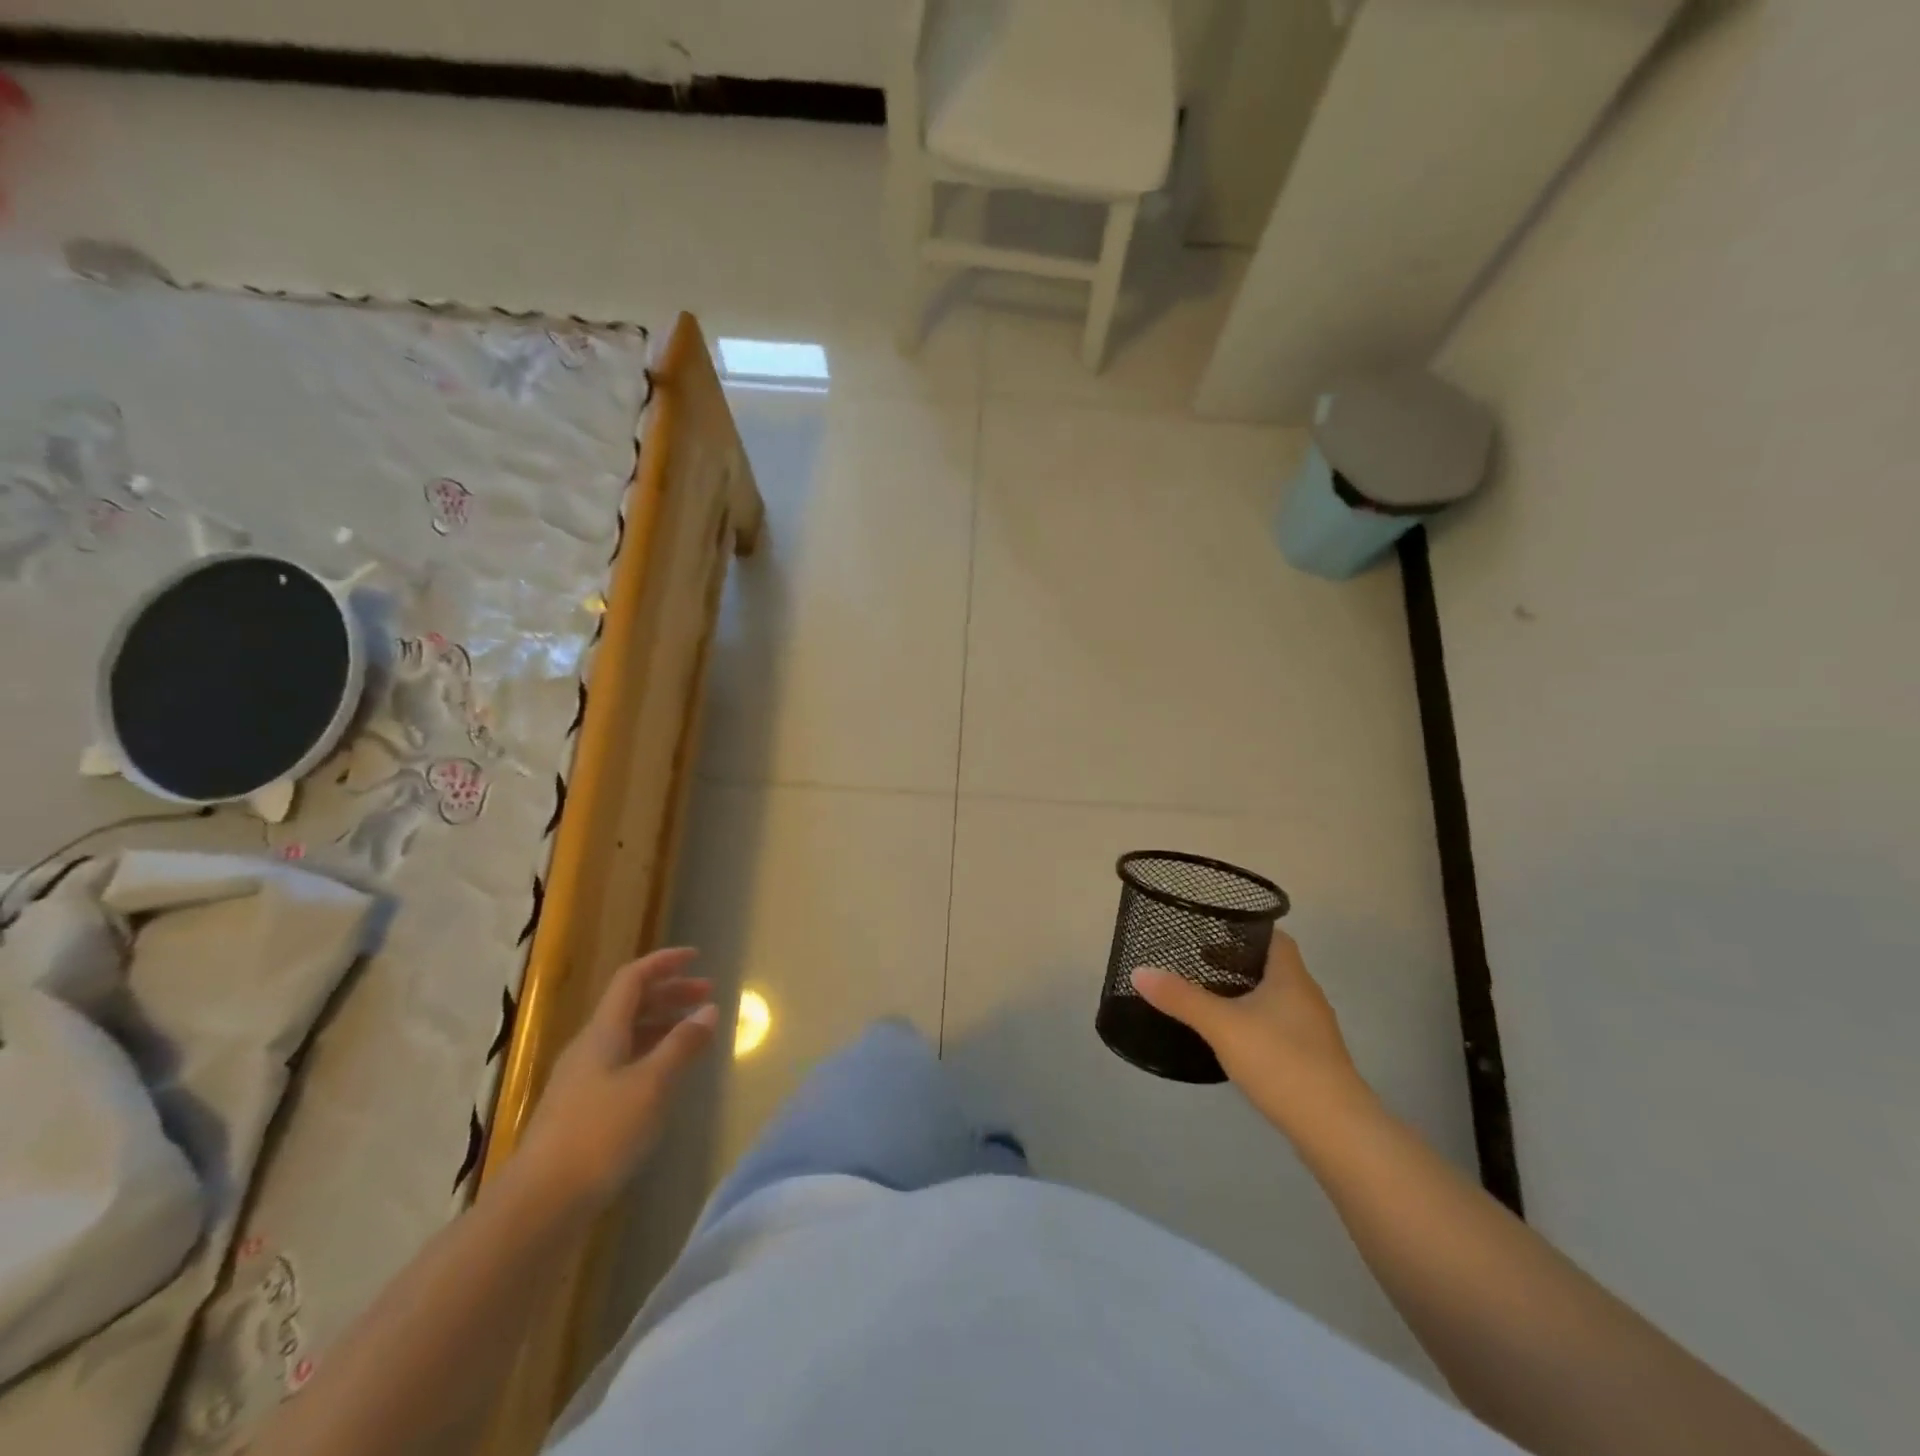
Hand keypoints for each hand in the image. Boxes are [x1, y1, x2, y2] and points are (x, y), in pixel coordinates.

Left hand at [512, 947, 718, 1215]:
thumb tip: (708, 1009)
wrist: (538, 1205)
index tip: (697, 957)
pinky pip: (622, 1064)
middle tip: (708, 996)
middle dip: (670, 994)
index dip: (664, 962)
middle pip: (631, 1005)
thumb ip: (682, 1045)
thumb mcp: (652, 1085)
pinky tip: (666, 1077)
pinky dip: (650, 1055)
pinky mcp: (580, 1111)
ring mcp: (581, 1081)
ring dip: (662, 1025)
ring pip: (626, 1036)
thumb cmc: (600, 1134)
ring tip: (695, 1035)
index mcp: (602, 1032)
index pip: (632, 979)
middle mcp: (589, 1048)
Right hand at [1131, 931, 1374, 1140]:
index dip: (1245, 930)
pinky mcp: (1313, 1060)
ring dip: (1246, 995)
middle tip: (1199, 964)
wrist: (1336, 1130)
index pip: (1273, 937)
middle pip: (1272, 967)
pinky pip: (1280, 1027)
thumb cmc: (1281, 1061)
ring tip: (1210, 1000)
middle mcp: (1307, 997)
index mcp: (1291, 977)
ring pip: (1276, 999)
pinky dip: (1257, 1024)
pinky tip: (1234, 1040)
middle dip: (1237, 963)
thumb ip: (1181, 998)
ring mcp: (1314, 1031)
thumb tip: (1139, 971)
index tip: (1212, 932)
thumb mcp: (1222, 1025)